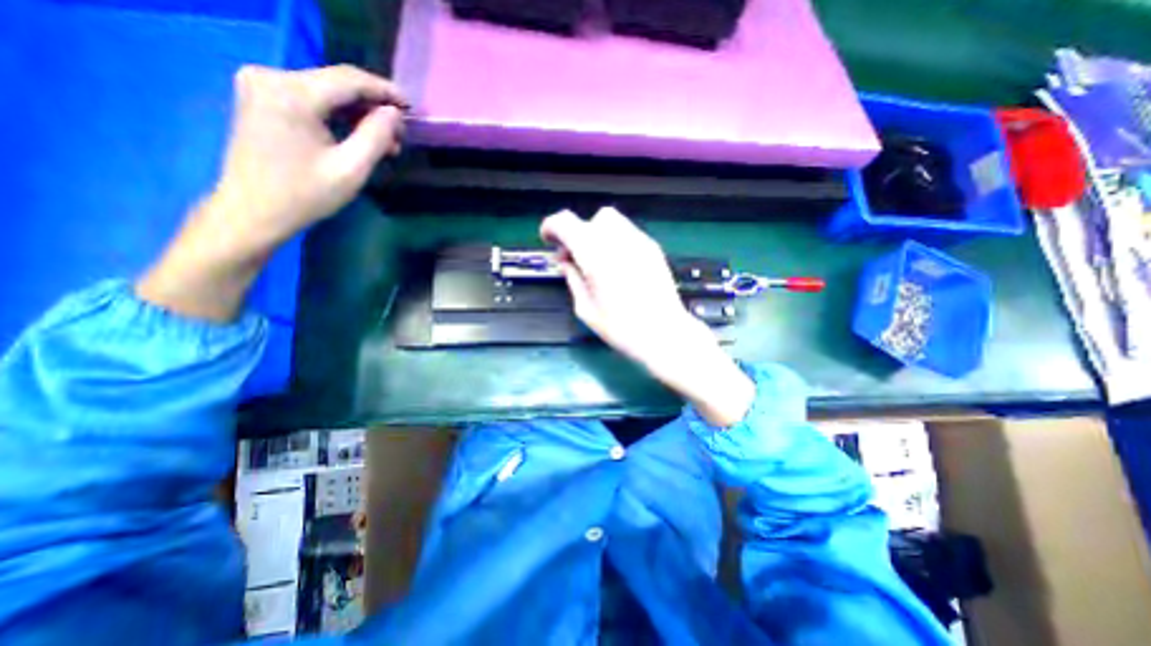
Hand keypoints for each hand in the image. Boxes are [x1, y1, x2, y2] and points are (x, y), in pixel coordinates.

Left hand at [211, 62, 408, 253]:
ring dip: (359, 115)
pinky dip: (339, 116)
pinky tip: (358, 137)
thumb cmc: (305, 194)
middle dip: (373, 107)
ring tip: (386, 143)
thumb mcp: (351, 169)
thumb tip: (394, 113)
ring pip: (327, 92)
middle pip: (337, 83)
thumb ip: (376, 136)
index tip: (411, 107)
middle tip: (400, 135)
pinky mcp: (262, 98)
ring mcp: (262, 85)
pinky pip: (312, 99)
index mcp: (293, 93)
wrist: (253, 210)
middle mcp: (272, 76)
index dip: (385, 90)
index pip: (349, 79)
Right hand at [539, 211, 757, 425]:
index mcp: (594, 254)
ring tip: (596, 260)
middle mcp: (616, 239)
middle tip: (575, 257)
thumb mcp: (585, 308)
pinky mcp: (653, 248)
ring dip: (597, 234)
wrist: (664, 334)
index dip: (552, 227)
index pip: (566, 222)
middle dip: (578, 232)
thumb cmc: (621, 328)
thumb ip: (572, 278)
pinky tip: (617, 265)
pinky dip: (615, 241)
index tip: (549, 241)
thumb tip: (565, 261)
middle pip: (591, 219)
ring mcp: (638, 241)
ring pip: (612, 221)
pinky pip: (627, 233)